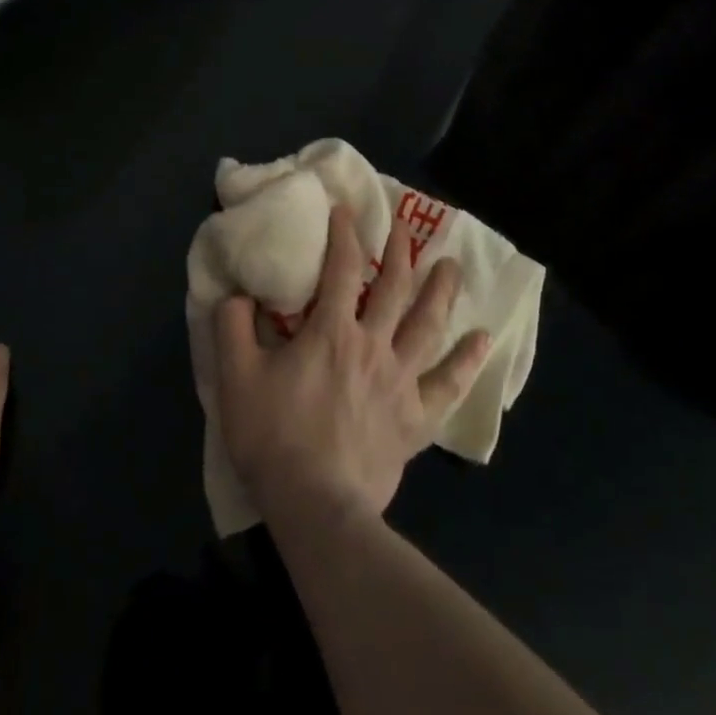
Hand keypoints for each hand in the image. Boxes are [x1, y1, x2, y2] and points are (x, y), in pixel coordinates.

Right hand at [214, 206, 489, 523]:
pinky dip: (467, 362)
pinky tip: (483, 341)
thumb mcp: (235, 376)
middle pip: (394, 289)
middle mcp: (373, 345)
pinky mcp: (415, 419)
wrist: (316, 504)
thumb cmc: (273, 436)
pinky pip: (448, 385)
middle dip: (399, 252)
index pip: (342, 269)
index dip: (344, 234)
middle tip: (405, 227)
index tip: (345, 210)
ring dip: (441, 292)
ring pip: (428, 326)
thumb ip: (233, 326)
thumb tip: (238, 294)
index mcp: (331, 331)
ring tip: (452, 265)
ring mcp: (400, 382)